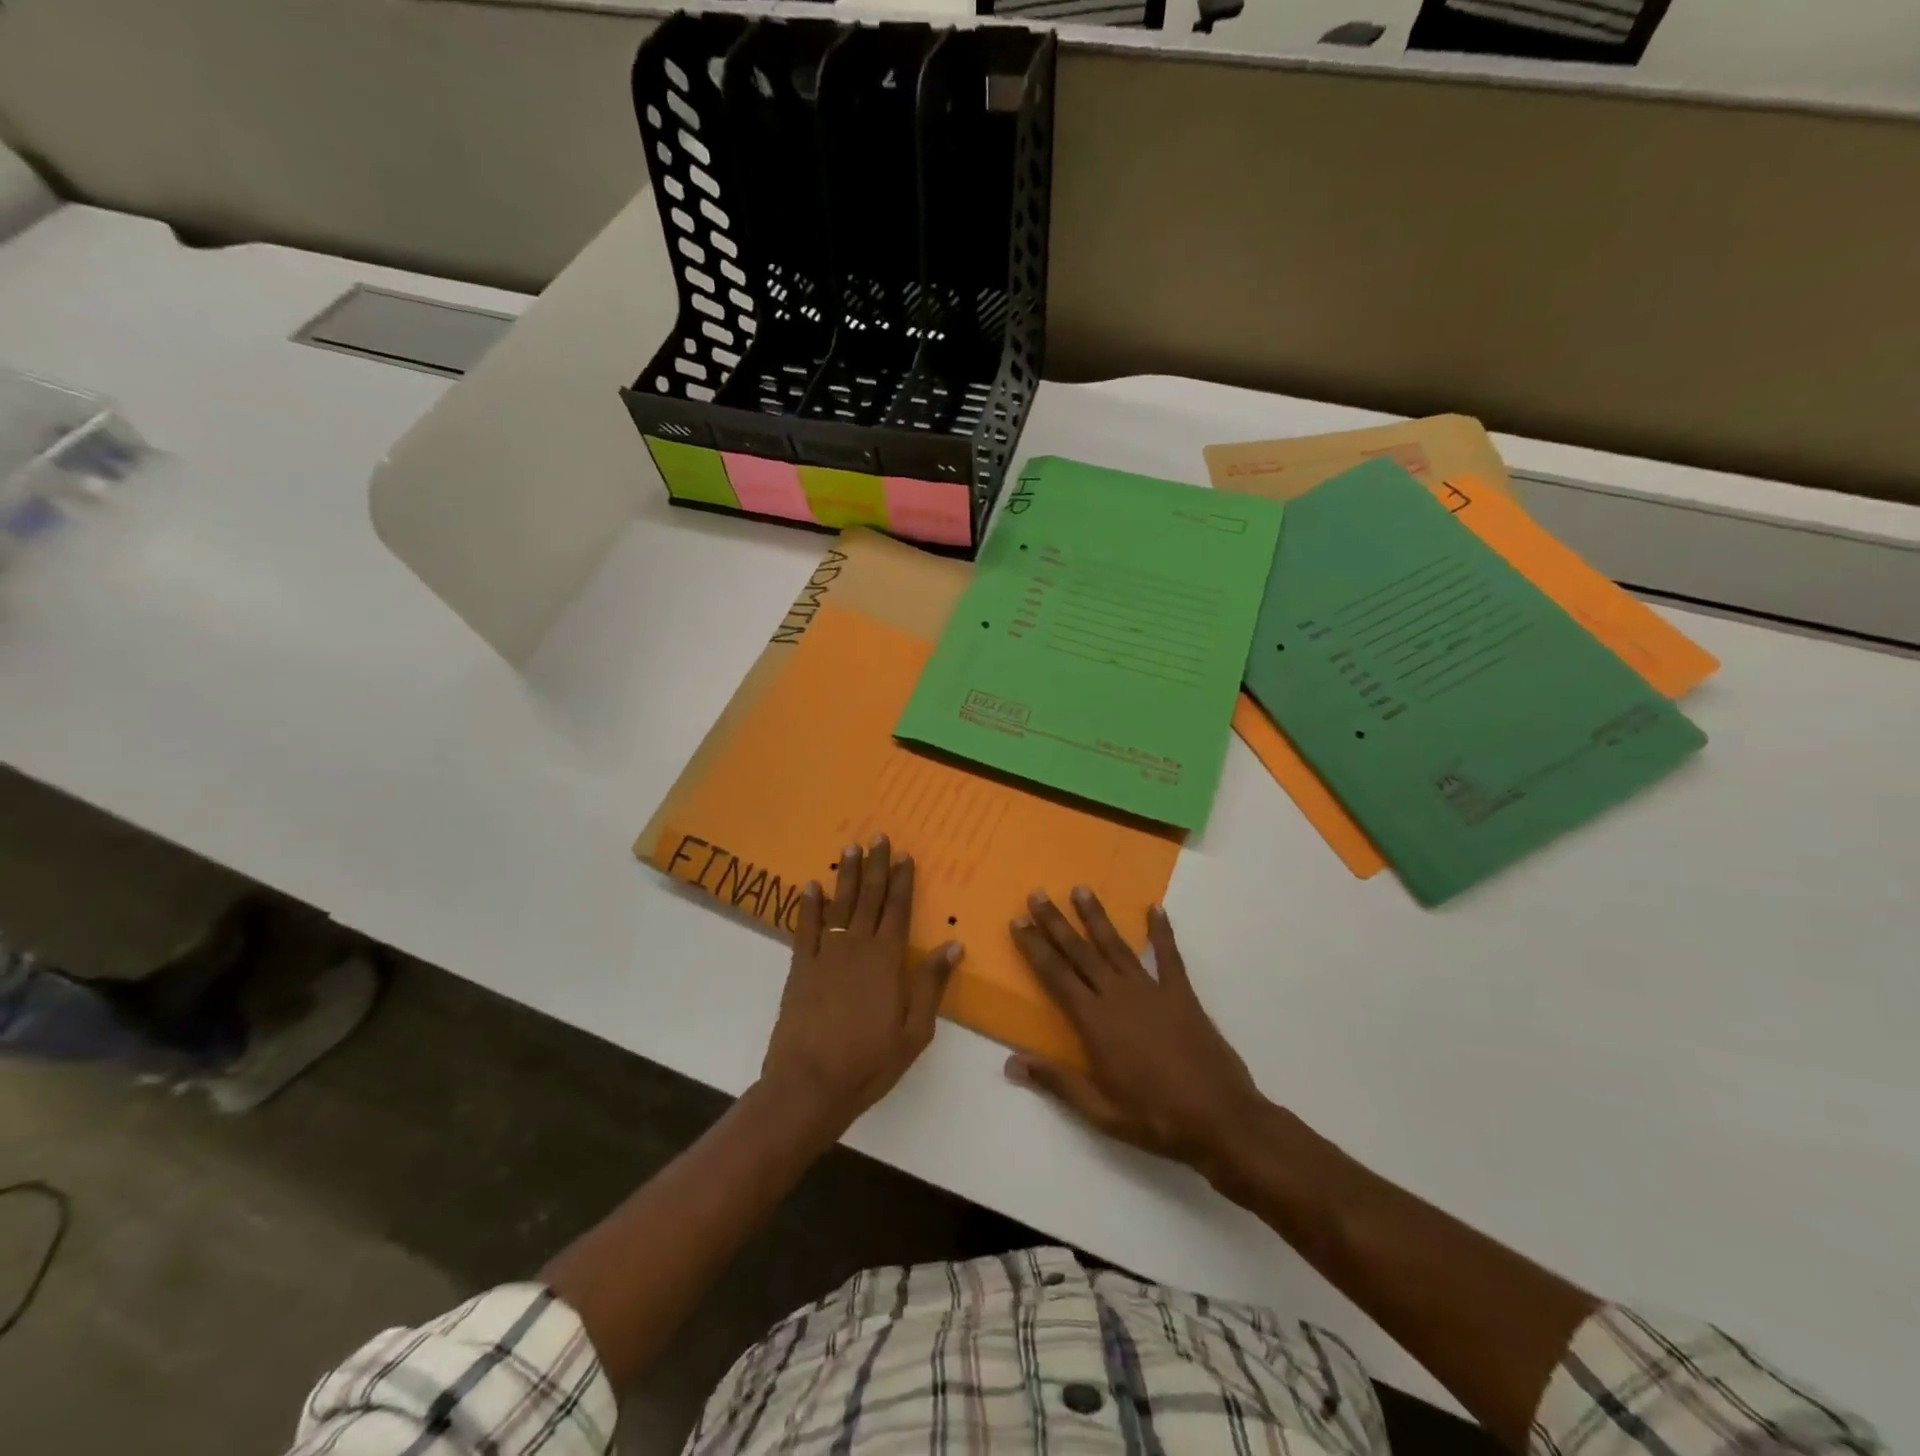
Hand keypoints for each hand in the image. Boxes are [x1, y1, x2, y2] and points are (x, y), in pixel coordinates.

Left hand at [760, 835, 962, 1133]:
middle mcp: (857, 947)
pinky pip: (805, 928)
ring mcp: (826, 955)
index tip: (905, 856)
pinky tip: (811, 886)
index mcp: (887, 960)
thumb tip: (952, 945)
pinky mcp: (801, 968)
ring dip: (846, 875)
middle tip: (878, 837)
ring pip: (839, 905)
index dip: (903, 881)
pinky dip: (808, 906)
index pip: (899, 910)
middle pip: (869, 898)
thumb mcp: (915, 1031)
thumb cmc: (869, 1062)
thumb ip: (931, 984)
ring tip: (850, 848)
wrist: (810, 1084)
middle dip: (875, 866)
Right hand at [1008, 888, 1267, 1182]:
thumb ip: (1056, 1081)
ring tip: (1080, 889)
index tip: (1018, 921)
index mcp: (1095, 1021)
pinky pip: (1169, 956)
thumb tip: (1010, 1062)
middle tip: (1038, 894)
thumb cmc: (1154, 1118)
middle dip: (1056, 922)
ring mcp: (1152, 991)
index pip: (1056, 975)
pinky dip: (1162, 931)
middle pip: (1080, 952)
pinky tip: (1155, 908)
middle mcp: (1118, 995)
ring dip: (1096, 917)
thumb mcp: (1099, 1111)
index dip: (1035, 947)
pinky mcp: (1181, 994)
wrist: (1220, 1120)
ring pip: (1116, 946)